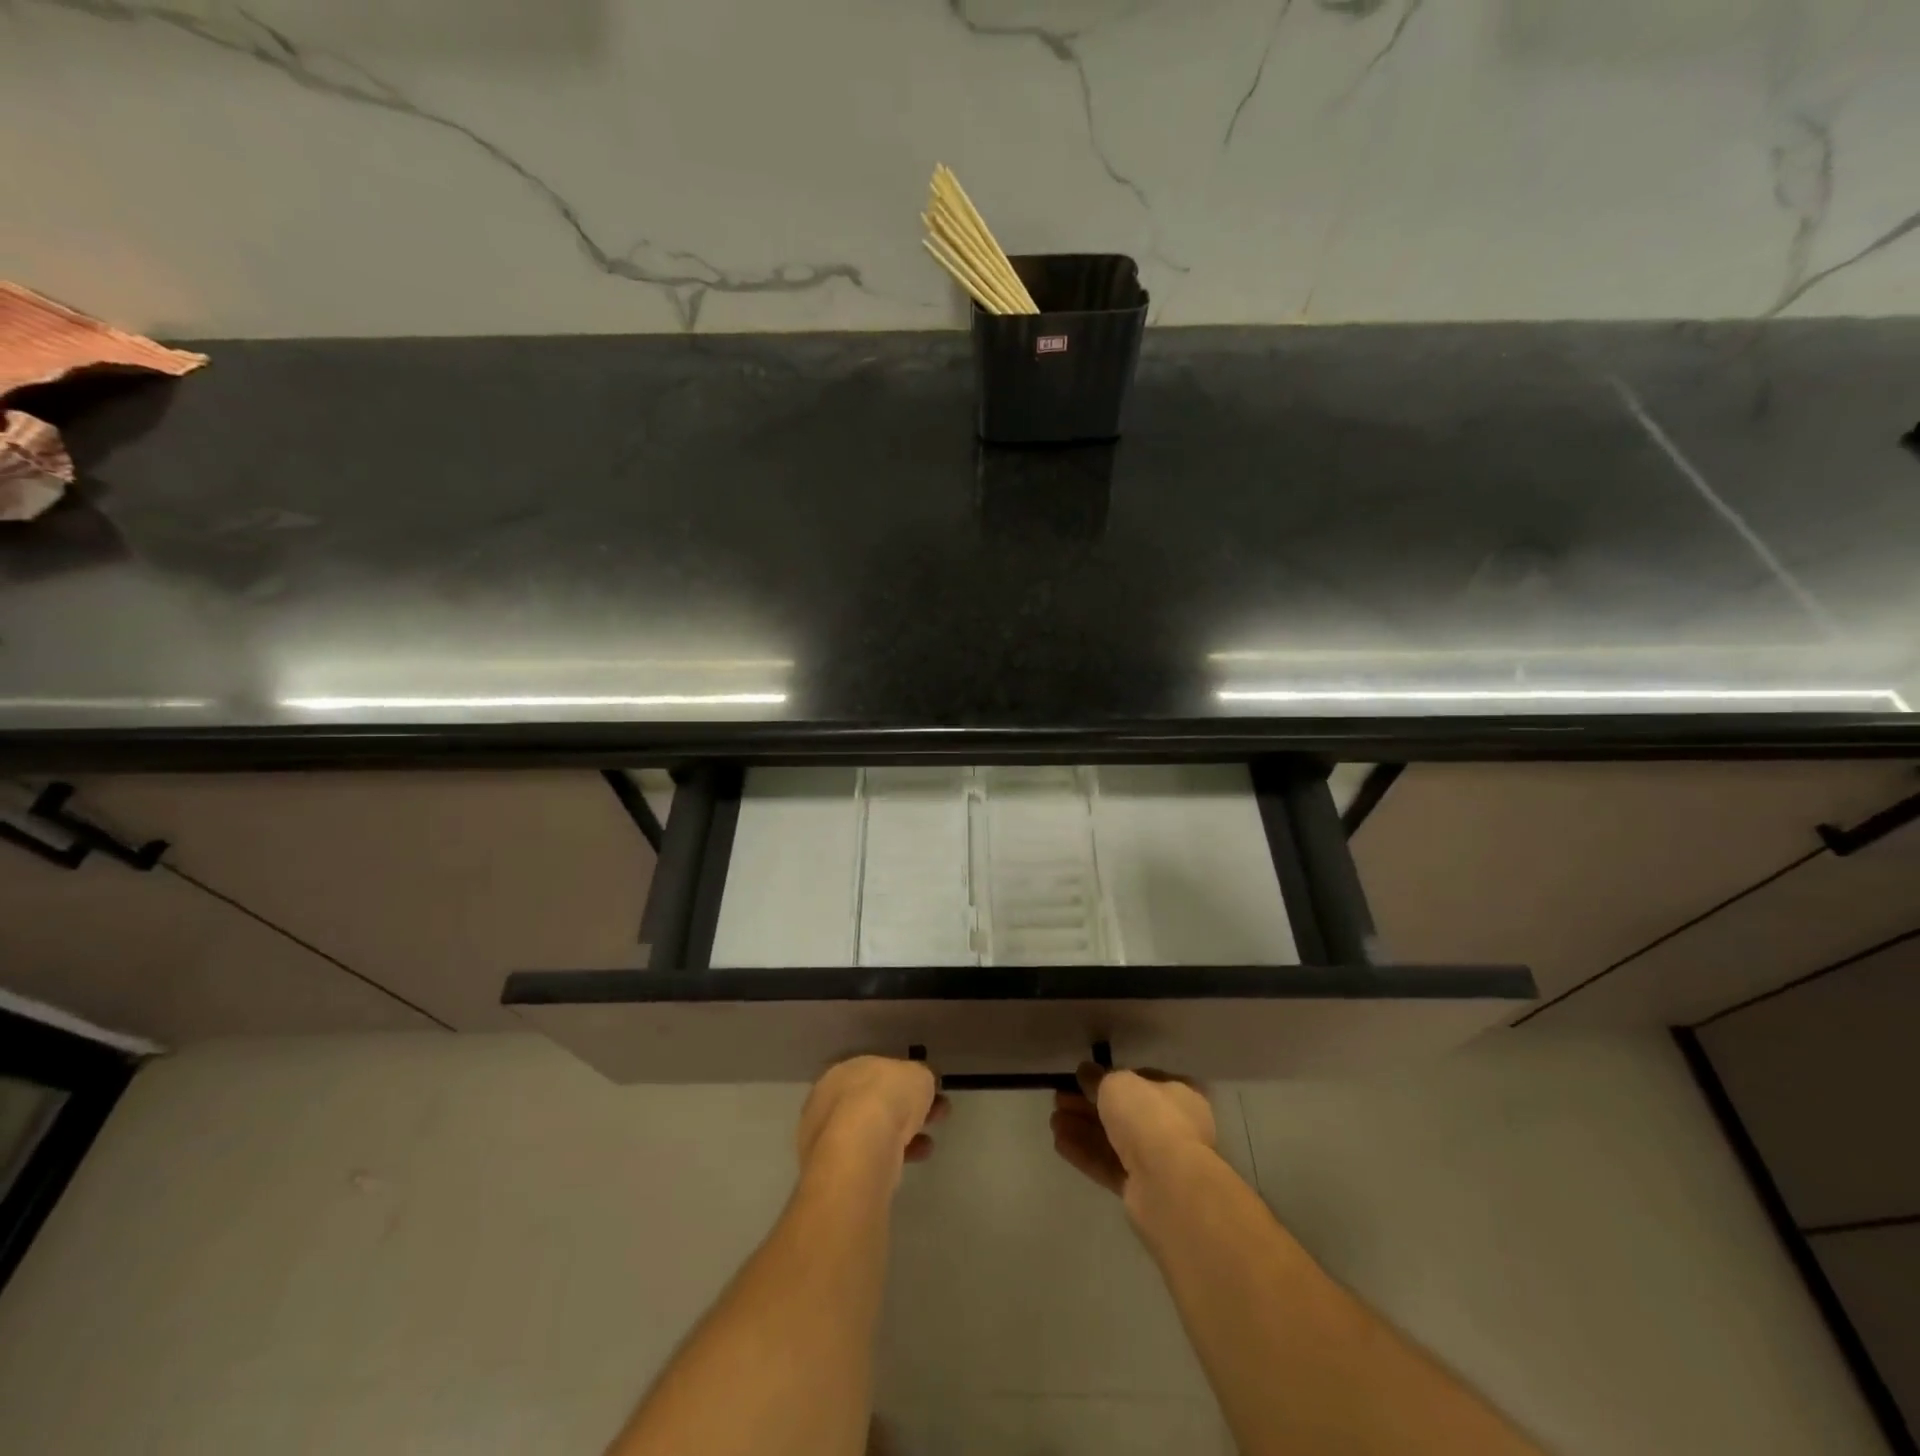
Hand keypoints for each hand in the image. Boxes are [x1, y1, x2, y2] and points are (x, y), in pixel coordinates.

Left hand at [798, 1056, 947, 1178]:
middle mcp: (831, 1101)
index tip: (928, 1090)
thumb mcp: (918, 1075)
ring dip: (904, 1134)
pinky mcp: (838, 1170)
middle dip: (907, 1108)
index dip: (905, 1080)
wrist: (862, 1149)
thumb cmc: (887, 1097)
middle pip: (876, 1102)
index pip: (876, 1072)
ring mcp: (830, 1138)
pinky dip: (895, 1155)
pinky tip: (917, 1157)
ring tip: (929, 1144)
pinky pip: (872, 1156)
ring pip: (874, 1131)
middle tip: (936, 1114)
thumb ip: (919, 1077)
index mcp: (845, 1071)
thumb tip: (921, 1084)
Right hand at [1051, 1063, 1215, 1199]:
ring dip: (1083, 1128)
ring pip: (1114, 1140)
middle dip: (1089, 1105)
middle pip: (1124, 1112)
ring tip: (1053, 1120)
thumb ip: (1098, 1078)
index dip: (1111, 1078)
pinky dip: (1086, 1153)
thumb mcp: (1117, 1083)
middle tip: (1060, 1099)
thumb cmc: (1149, 1117)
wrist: (1169, 1184)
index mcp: (1180, 1094)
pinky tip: (1059, 1143)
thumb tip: (1086, 1072)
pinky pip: (1110, 1165)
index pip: (1142, 1080)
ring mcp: (1159, 1161)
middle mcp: (1174, 1126)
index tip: (1083, 1078)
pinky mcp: (1143, 1190)